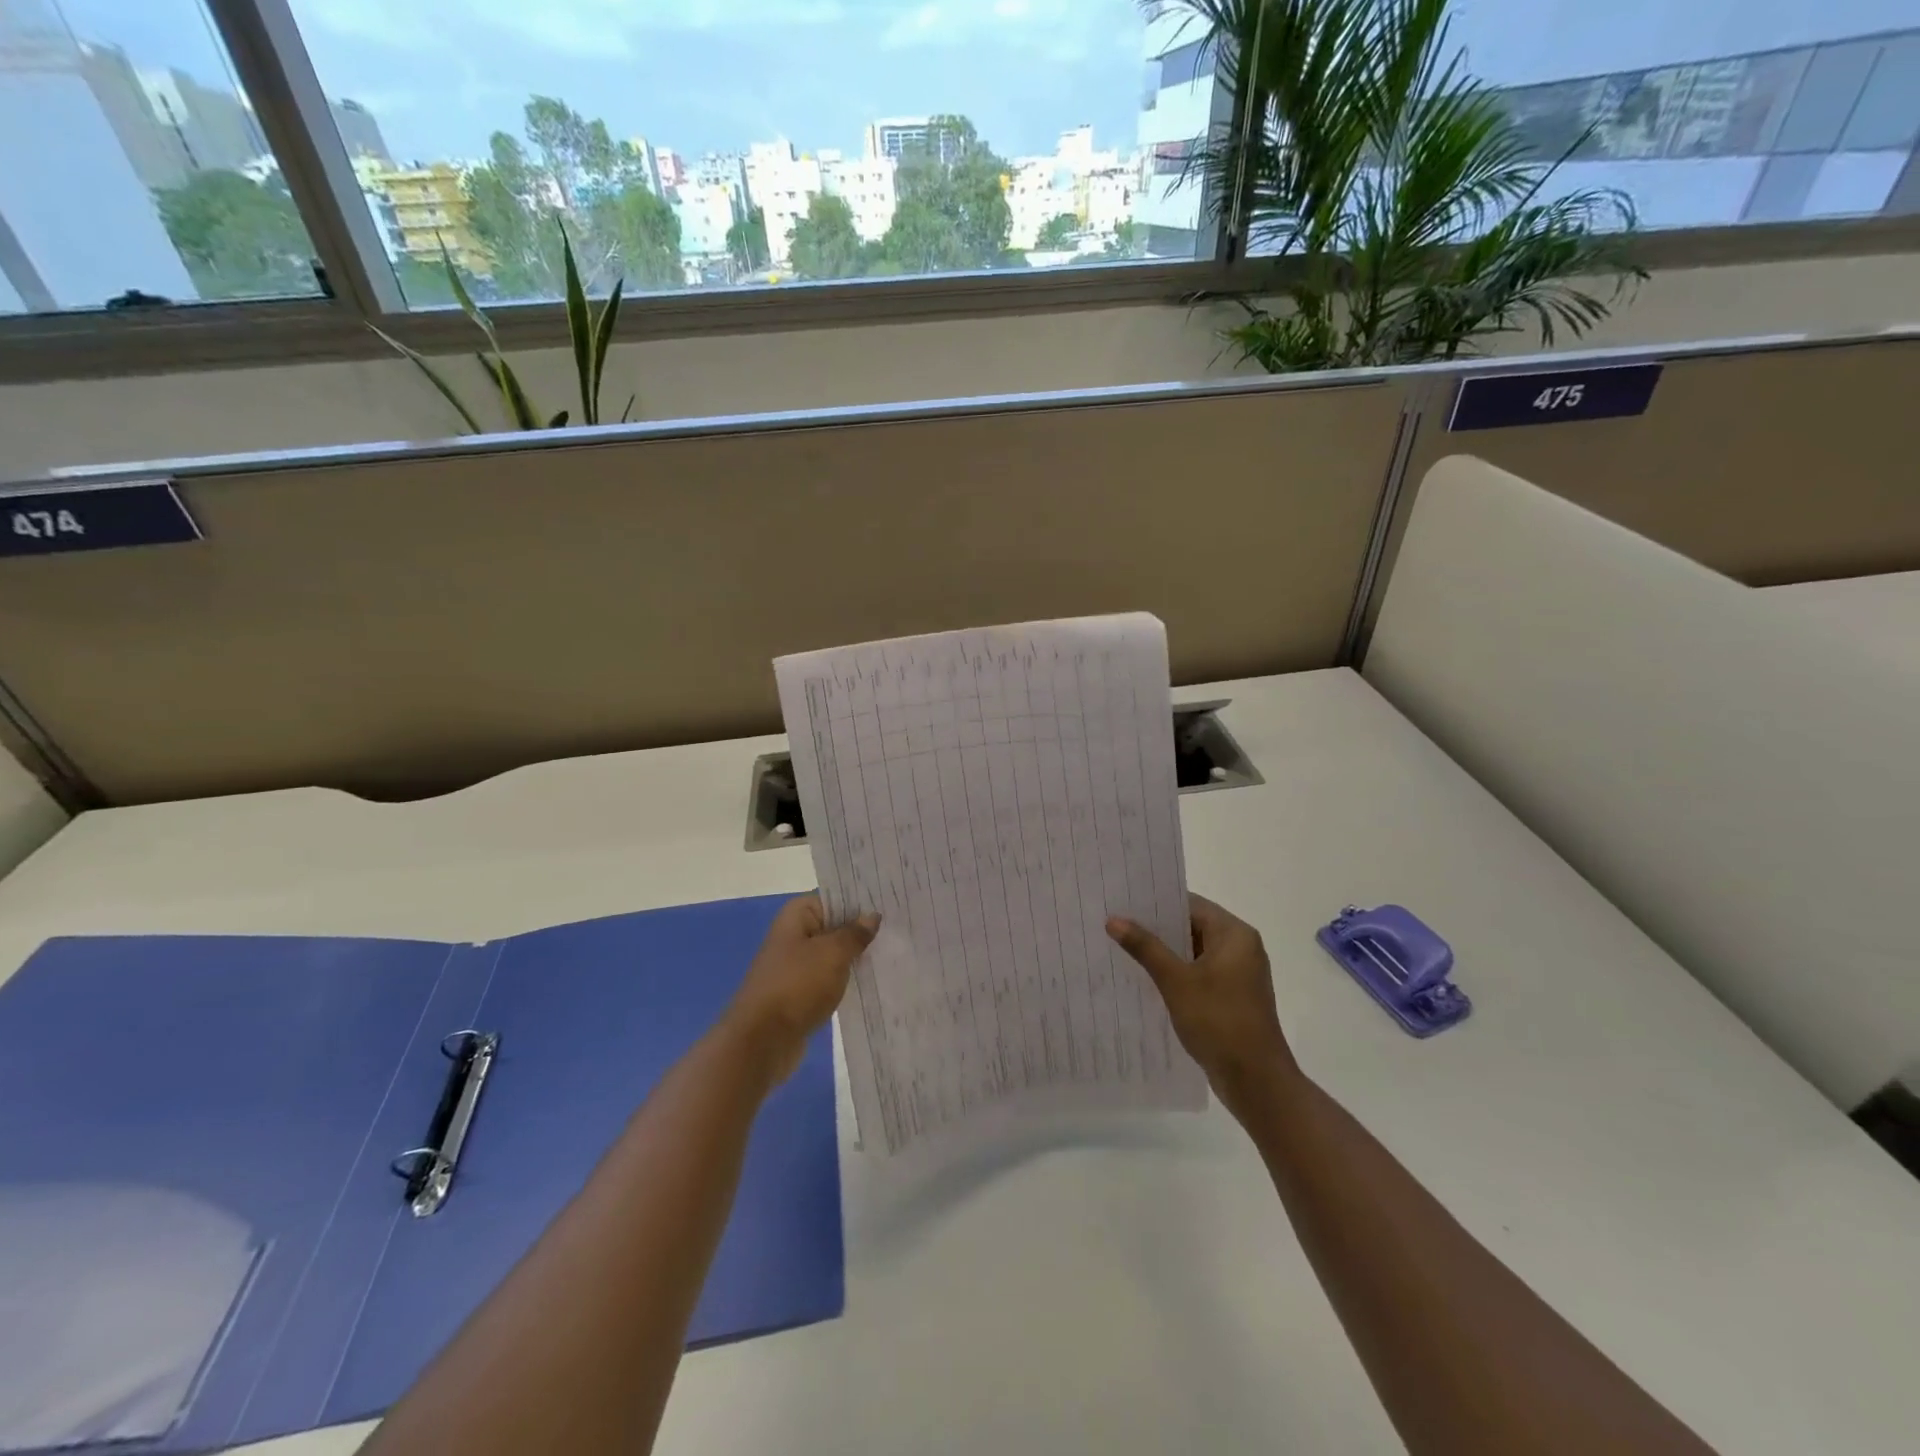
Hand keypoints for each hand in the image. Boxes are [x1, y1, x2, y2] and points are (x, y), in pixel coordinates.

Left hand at [722, 894, 878, 1087]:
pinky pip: (829, 977)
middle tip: (900, 927)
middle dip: (862, 929)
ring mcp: (796, 965)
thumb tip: (871, 916)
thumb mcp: (832, 954)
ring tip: (894, 951)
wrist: (762, 1041)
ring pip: (833, 953)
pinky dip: (846, 978)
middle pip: (835, 924)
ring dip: (856, 955)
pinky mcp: (800, 992)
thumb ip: (854, 933)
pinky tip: (873, 979)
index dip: (861, 900)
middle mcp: (794, 935)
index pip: (835, 897)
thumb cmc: (797, 986)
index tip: (890, 903)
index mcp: (797, 915)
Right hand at [1107, 894, 1298, 1114]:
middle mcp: (1241, 948)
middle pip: (1192, 926)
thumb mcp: (1176, 981)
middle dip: (1156, 928)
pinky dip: (1176, 973)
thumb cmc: (1219, 1021)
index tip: (1123, 901)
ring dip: (1164, 952)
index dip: (1156, 903)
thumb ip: (1145, 947)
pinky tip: (1146, 978)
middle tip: (1115, 924)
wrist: (1256, 1081)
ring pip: (1194, 952)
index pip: (1190, 904)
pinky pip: (1199, 974)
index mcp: (1235, 934)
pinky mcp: (1232, 997)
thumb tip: (1114, 919)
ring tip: (1123, 948)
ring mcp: (1238, 974)